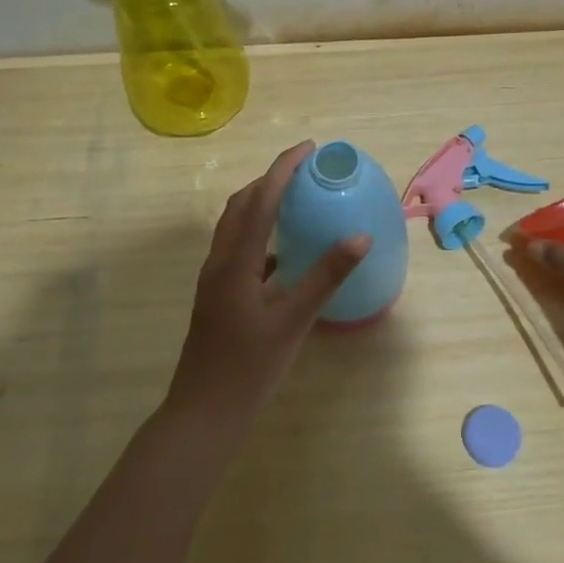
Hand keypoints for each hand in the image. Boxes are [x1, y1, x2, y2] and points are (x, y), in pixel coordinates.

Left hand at [163, 141, 371, 432]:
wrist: (204, 413)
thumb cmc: (249, 368)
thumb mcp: (293, 321)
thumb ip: (326, 277)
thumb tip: (360, 237)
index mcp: (235, 261)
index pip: (260, 199)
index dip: (283, 168)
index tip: (309, 148)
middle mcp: (219, 261)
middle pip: (241, 204)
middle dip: (270, 179)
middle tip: (305, 171)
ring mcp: (214, 279)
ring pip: (236, 226)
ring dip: (262, 204)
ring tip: (296, 200)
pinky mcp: (217, 295)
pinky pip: (238, 249)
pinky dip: (260, 235)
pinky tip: (284, 252)